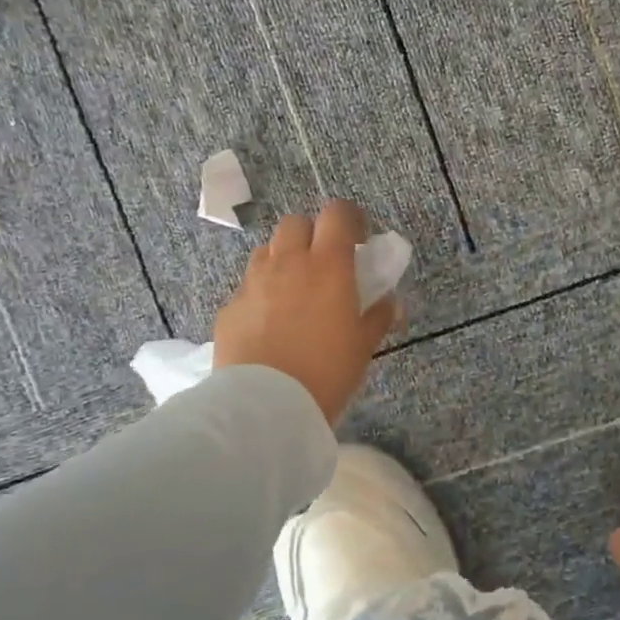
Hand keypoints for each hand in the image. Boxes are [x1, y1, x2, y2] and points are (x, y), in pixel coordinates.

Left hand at [213, 201, 397, 424]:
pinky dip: (262, 294)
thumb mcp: (363, 346)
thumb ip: (378, 317)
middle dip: (312, 234)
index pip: (337, 214)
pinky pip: (248, 287)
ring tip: (295, 290)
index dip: (350, 218)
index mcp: (327, 266)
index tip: (359, 237)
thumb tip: (390, 302)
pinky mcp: (230, 308)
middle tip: (324, 263)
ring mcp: (253, 283)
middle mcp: (287, 263)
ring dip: (283, 259)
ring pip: (267, 251)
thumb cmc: (327, 371)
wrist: (266, 405)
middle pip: (295, 223)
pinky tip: (269, 324)